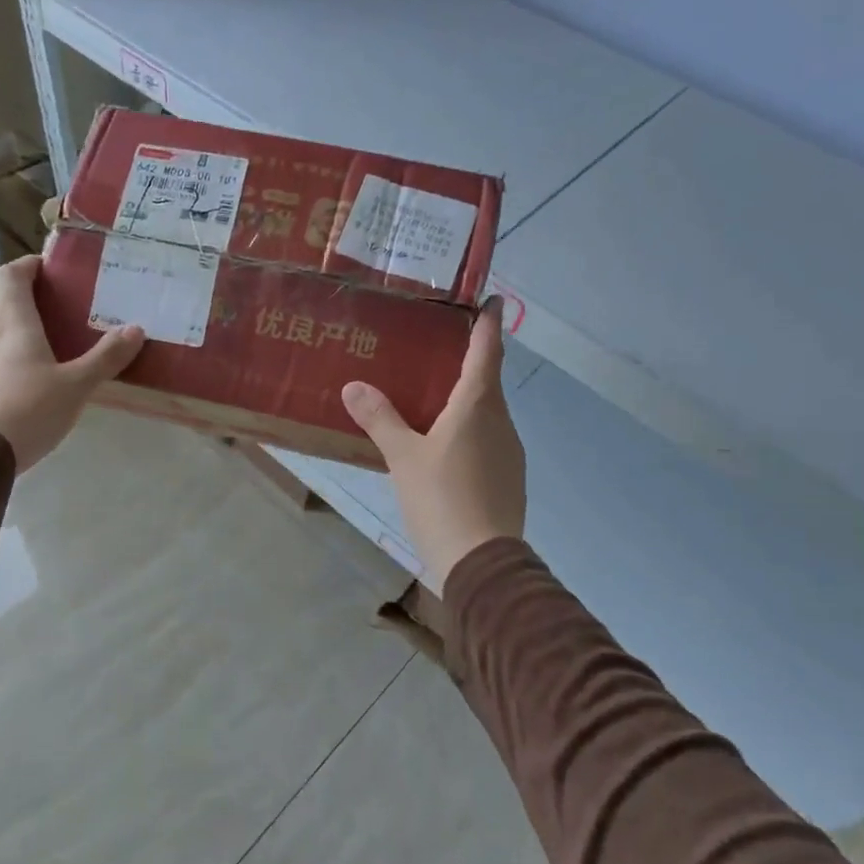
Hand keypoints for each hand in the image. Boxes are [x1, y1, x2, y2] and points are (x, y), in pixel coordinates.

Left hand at [0, 255, 144, 471]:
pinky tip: (39, 381)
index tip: (53, 268)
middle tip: (69, 307)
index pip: (12, 275)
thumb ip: (106, 357)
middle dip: (34, 298)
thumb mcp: (76, 385)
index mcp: (13, 323)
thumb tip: (136, 329)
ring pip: (1, 332)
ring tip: (60, 344)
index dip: (30, 265)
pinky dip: (17, 357)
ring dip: (26, 329)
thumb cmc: (27, 409)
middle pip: (6, 302)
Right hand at [342, 297, 525, 589]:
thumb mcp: (403, 458)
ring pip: (488, 414)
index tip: (492, 300)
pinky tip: (446, 447)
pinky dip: (470, 431)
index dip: (489, 324)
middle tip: (441, 349)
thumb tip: (354, 386)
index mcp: (478, 407)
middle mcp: (500, 422)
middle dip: (471, 363)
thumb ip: (380, 419)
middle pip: (488, 382)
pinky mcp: (508, 478)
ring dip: (468, 401)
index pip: (487, 352)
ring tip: (436, 398)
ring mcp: (509, 452)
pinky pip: (488, 440)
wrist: (482, 563)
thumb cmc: (442, 499)